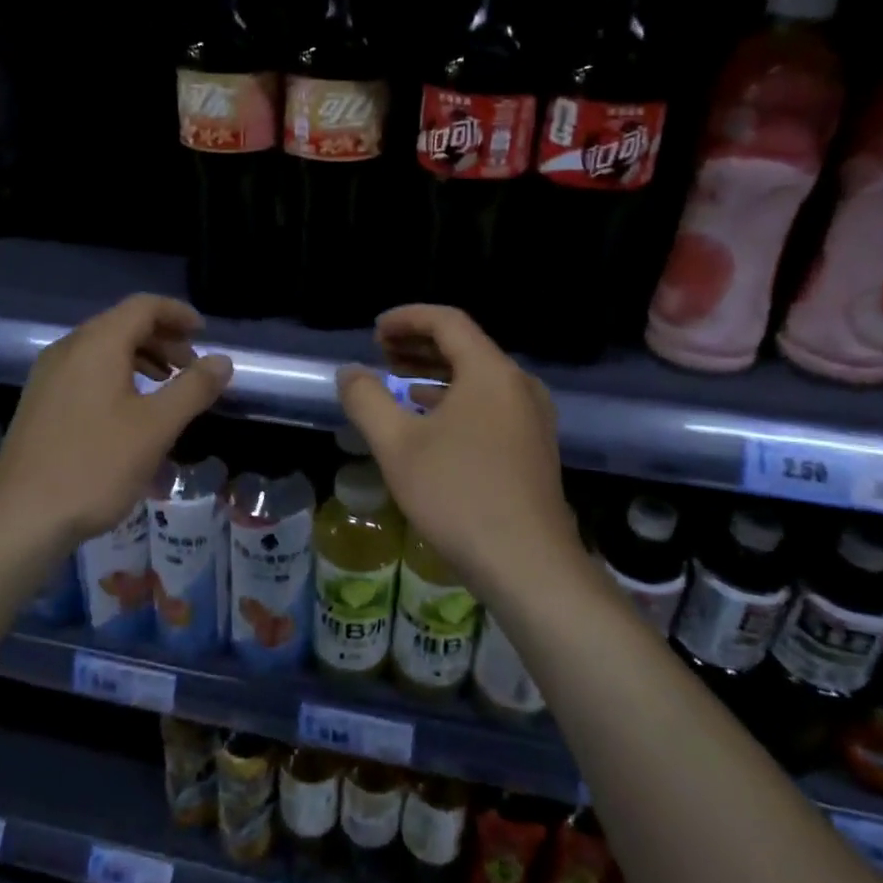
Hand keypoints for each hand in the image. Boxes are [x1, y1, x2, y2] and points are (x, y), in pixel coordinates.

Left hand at [0, 294, 231, 549]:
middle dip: (162, 338)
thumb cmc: (95, 466)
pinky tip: (130, 411)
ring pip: (103, 349)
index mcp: (97, 344)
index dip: (177, 314)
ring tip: (167, 387)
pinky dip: (117, 375)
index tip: (204, 333)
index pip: (143, 307)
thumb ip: (193, 388)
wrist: (20, 517)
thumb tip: (222, 360)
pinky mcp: (40, 402)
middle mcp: (69, 349)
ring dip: (141, 358)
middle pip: (122, 324)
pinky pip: (86, 371)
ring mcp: (49, 376)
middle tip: (191, 367)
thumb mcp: (157, 427)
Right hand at [336, 305, 577, 592]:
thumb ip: (367, 400)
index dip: (407, 318)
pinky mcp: (533, 446)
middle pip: (465, 346)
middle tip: (381, 351)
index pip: (447, 322)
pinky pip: (490, 403)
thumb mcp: (398, 445)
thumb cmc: (458, 495)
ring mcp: (532, 417)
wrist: (527, 564)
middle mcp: (518, 385)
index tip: (374, 330)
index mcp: (490, 372)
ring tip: (399, 379)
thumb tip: (349, 372)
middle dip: (419, 343)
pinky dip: (456, 399)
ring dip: (437, 372)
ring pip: (478, 377)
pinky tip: (431, 420)